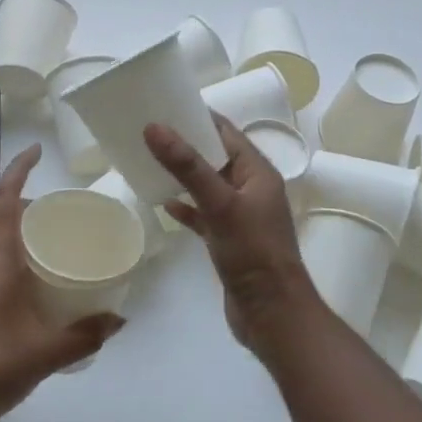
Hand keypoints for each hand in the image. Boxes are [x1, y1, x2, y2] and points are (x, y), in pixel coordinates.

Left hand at [0, 145, 124, 421]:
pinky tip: (22, 272)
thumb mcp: (48, 353)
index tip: (35, 152)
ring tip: (41, 235)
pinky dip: (1, 245)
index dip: (17, 170)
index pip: (3, 201)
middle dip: (17, 196)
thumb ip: (87, 334)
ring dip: (7, 222)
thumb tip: (120, 319)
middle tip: (51, 206)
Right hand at [145, 116, 319, 360]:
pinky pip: (204, 214)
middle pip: (215, 156)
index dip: (198, 116)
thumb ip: (187, 166)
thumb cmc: (253, 253)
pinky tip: (164, 204)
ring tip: (150, 161)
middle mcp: (251, 189)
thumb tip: (154, 127)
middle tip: (148, 131)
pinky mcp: (229, 240)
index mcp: (257, 172)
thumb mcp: (219, 204)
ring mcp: (241, 216)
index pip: (226, 132)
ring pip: (208, 185)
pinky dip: (186, 207)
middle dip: (185, 143)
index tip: (164, 105)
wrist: (272, 316)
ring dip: (183, 174)